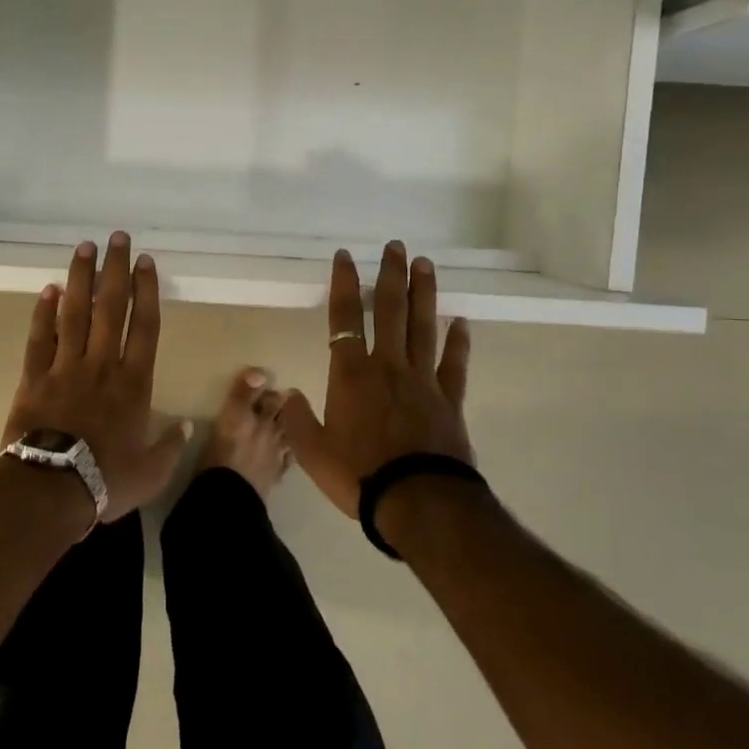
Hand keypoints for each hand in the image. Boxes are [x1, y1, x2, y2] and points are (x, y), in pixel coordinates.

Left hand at [4, 233, 190, 522]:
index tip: (145, 261)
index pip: (144, 326)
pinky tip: (49, 289)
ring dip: (81, 278)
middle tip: (116, 238)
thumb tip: (187, 426)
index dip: (146, 290)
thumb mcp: (151, 472)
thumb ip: (171, 446)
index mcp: (134, 383)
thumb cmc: (106, 480)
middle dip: (114, 269)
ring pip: (74, 313)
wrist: (50, 489)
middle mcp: (102, 365)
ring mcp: (66, 367)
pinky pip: (40, 338)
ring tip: (84, 248)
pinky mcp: (34, 377)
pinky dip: (44, 312)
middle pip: (110, 307)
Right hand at [280, 243, 473, 518]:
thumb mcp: (312, 453)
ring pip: (423, 326)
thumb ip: (297, 420)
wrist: (417, 502)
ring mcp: (422, 380)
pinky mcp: (449, 400)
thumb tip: (287, 394)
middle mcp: (387, 366)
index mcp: (351, 374)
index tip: (346, 256)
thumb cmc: (359, 475)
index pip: (344, 318)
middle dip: (390, 275)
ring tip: (425, 264)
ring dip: (423, 294)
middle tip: (396, 246)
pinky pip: (454, 363)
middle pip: (389, 310)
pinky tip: (461, 322)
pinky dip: (458, 341)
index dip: (343, 284)